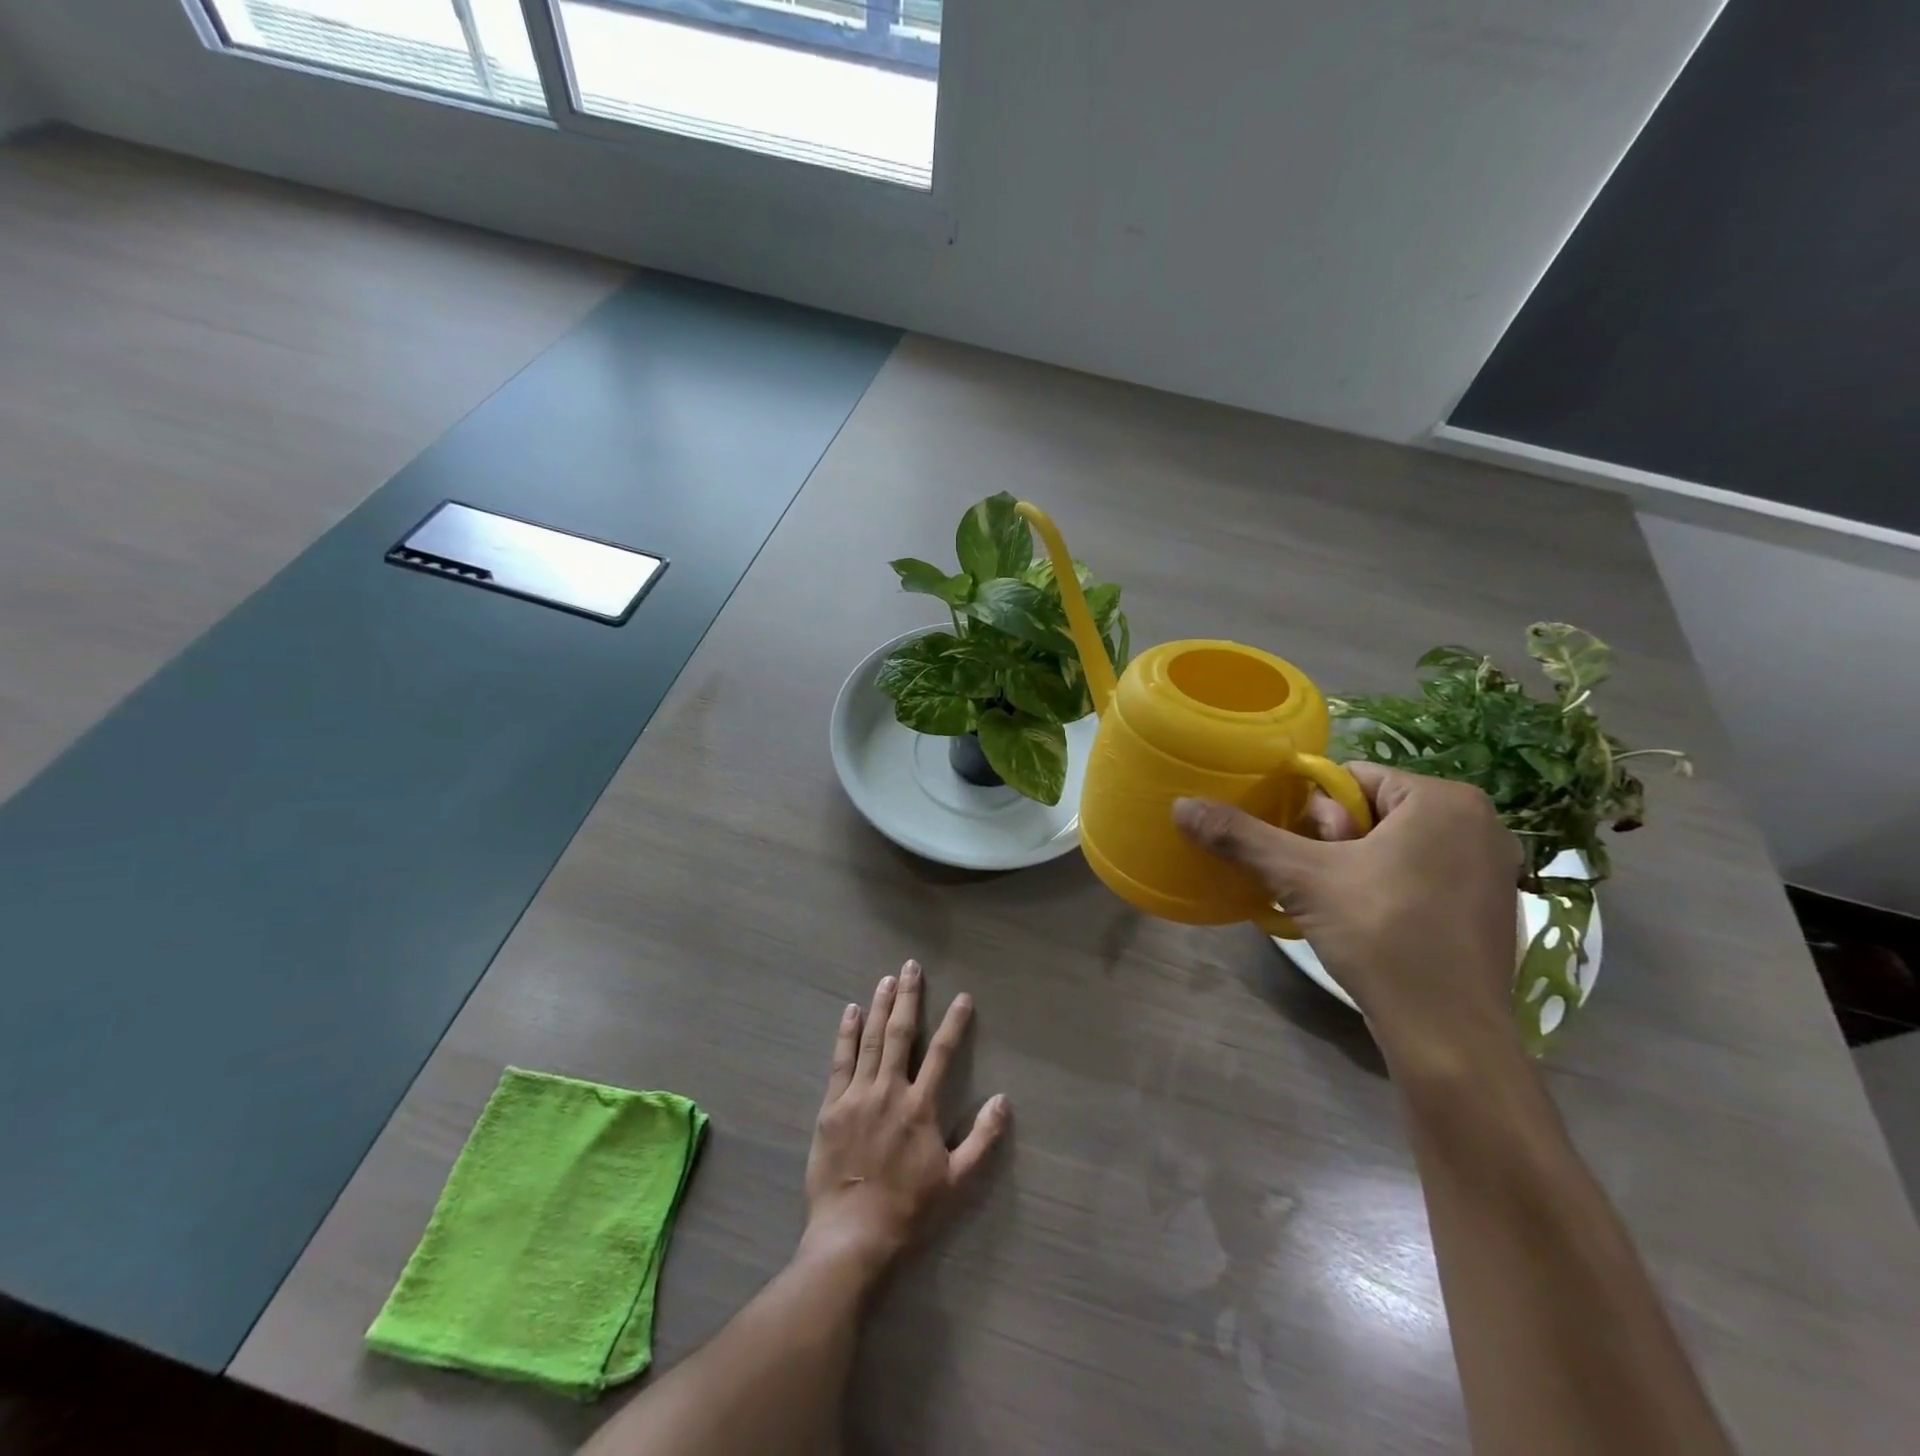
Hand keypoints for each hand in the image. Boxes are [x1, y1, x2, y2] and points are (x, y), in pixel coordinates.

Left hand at [801, 961, 1008, 1281]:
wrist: (853, 1234)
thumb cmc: (908, 1209)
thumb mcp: (956, 1181)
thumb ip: (982, 1139)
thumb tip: (1004, 1100)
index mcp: (921, 1107)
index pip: (943, 1054)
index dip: (955, 1023)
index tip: (963, 997)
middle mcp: (891, 1091)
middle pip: (902, 1034)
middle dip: (909, 998)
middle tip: (912, 966)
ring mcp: (858, 1095)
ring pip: (872, 1040)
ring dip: (881, 1006)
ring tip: (887, 978)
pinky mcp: (832, 1106)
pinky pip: (841, 1061)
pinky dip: (847, 1034)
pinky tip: (851, 1011)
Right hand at [1174, 763, 1523, 1073]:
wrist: (1448, 1036)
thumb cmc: (1382, 935)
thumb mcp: (1301, 878)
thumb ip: (1241, 837)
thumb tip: (1181, 806)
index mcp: (1445, 799)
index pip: (1351, 779)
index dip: (1316, 815)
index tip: (1310, 857)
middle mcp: (1480, 822)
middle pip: (1374, 810)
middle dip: (1337, 842)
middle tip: (1327, 886)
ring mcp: (1493, 868)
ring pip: (1395, 845)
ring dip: (1356, 867)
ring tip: (1342, 908)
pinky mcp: (1492, 908)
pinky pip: (1422, 875)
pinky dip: (1389, 888)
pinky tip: (1372, 924)